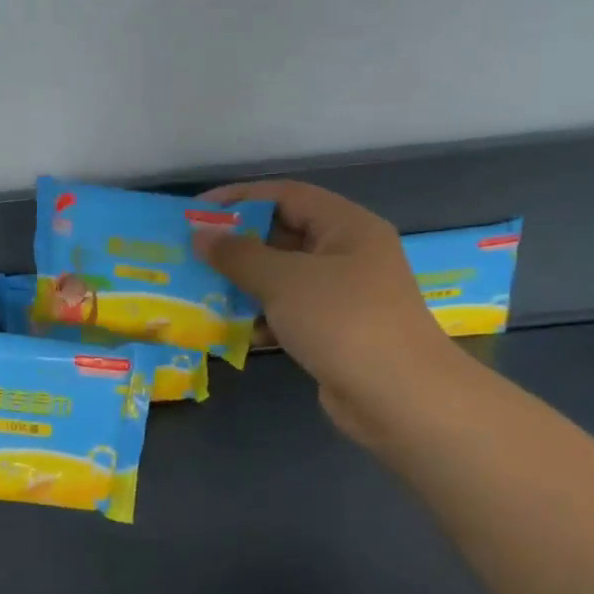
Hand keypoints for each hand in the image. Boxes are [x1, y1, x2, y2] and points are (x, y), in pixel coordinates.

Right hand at [194, 181, 459, 438]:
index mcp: (347, 227)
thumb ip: (238, 254)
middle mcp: (349, 254)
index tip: (196, 211)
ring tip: (203, 288)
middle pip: (284, 234)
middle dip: (238, 243)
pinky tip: (234, 329)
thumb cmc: (342, 321)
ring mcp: (345, 295)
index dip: (239, 198)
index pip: (286, 194)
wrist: (400, 398)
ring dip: (245, 282)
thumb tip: (201, 236)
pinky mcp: (337, 331)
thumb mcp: (283, 280)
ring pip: (284, 276)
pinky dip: (263, 316)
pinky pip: (290, 312)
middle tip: (193, 251)